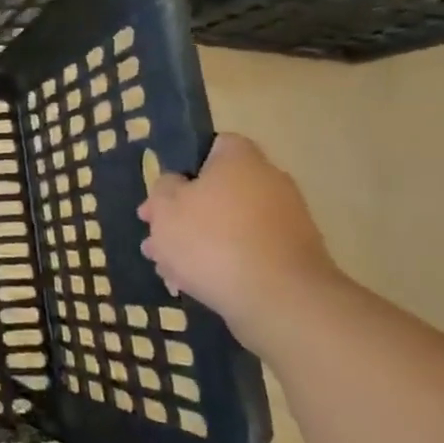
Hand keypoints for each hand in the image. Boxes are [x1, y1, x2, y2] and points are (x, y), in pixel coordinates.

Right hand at [137, 134, 337, 326]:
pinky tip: (191, 282)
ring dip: (195, 240)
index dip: (186, 162)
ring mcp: (285, 222)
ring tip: (164, 265)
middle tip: (153, 232)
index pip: (216, 144)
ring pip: (227, 223)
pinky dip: (220, 261)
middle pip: (217, 189)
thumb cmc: (211, 240)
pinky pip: (245, 250)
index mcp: (241, 162)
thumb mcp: (165, 207)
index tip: (164, 188)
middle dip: (182, 212)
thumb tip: (178, 183)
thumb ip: (164, 187)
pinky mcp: (290, 257)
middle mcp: (269, 184)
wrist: (278, 298)